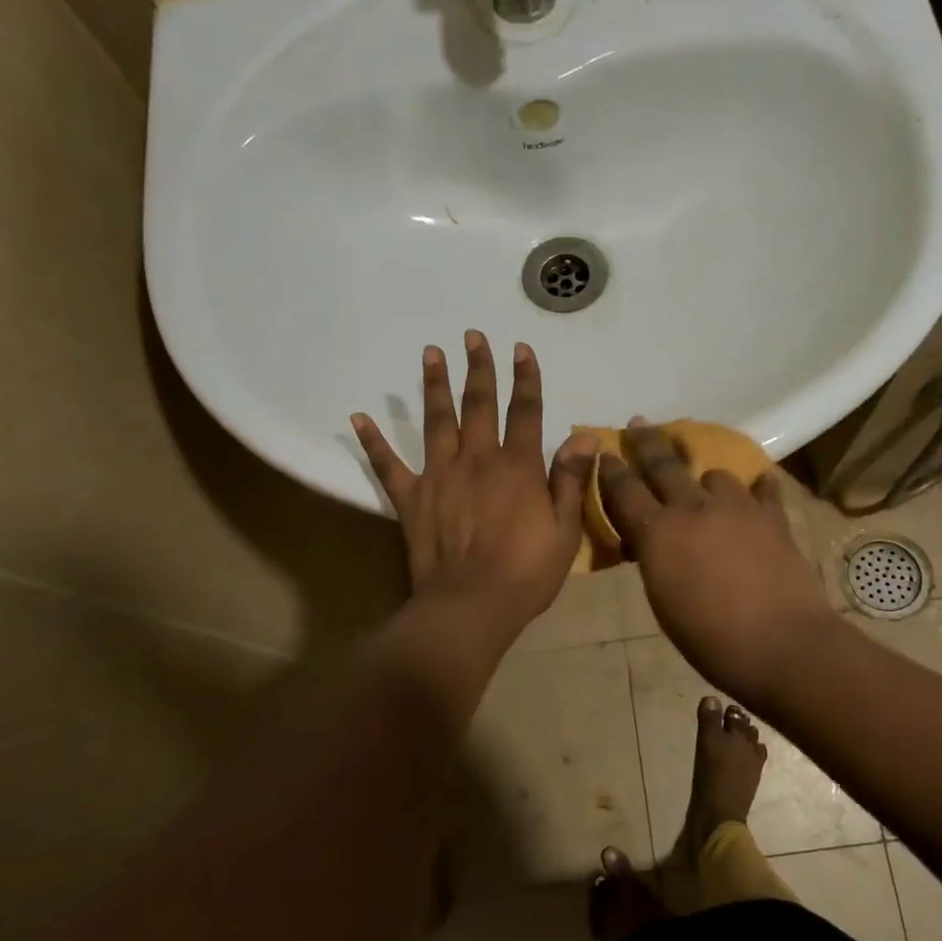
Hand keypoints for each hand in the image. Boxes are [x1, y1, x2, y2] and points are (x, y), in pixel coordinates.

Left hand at [353, 333, 596, 639]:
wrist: (471, 605)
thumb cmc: (526, 572)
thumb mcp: (564, 529)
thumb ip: (569, 479)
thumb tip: (583, 435)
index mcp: (518, 466)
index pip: (526, 411)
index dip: (526, 378)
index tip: (521, 348)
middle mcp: (478, 459)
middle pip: (479, 404)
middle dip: (479, 367)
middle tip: (473, 335)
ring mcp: (440, 475)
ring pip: (437, 420)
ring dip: (435, 385)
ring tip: (431, 352)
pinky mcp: (411, 498)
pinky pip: (388, 465)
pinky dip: (373, 441)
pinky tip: (358, 418)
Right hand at [600, 422, 838, 707]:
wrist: (780, 643)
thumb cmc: (709, 637)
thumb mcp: (662, 600)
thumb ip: (653, 559)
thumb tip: (650, 542)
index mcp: (659, 532)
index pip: (625, 491)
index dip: (611, 469)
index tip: (604, 450)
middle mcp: (694, 508)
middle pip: (664, 464)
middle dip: (647, 442)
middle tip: (639, 423)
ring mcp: (737, 508)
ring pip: (715, 475)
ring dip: (704, 477)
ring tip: (705, 483)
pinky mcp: (773, 517)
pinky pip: (763, 489)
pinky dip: (757, 487)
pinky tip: (759, 486)